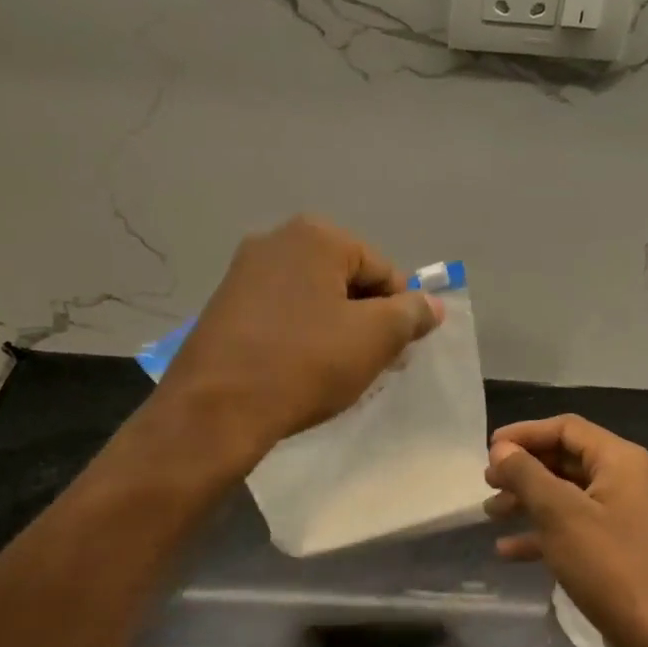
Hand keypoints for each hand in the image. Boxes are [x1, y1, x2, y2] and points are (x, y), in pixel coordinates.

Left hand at [155, 215, 442, 458]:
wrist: (215, 410)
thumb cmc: (305, 364)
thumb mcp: (375, 338)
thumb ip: (411, 314)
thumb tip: (432, 304)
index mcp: (316, 236)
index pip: (384, 270)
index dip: (399, 313)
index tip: (395, 353)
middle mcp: (276, 240)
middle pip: (347, 281)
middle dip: (366, 321)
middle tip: (368, 364)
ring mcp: (243, 272)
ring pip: (314, 299)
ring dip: (335, 331)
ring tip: (334, 372)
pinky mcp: (224, 305)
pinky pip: (282, 314)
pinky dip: (300, 337)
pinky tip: (300, 370)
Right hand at [484, 415, 647, 646]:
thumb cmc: (607, 565)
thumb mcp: (559, 513)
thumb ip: (526, 474)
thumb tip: (501, 449)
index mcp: (618, 460)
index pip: (565, 428)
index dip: (525, 434)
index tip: (489, 450)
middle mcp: (622, 480)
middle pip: (564, 459)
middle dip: (523, 469)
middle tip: (487, 482)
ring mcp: (618, 515)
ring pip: (564, 495)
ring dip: (526, 500)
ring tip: (490, 513)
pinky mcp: (612, 548)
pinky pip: (570, 527)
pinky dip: (540, 533)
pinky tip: (507, 550)